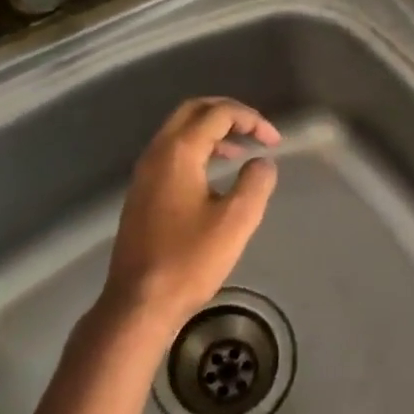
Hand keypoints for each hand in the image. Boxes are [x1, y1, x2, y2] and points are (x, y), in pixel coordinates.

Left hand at [102, 97, 281, 333]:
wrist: (138, 302)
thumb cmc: (189, 260)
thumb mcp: (236, 221)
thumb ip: (256, 183)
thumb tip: (262, 163)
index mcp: (178, 152)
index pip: (218, 113)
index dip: (251, 119)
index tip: (274, 142)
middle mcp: (157, 153)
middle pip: (193, 111)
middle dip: (228, 114)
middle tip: (256, 130)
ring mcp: (144, 173)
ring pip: (180, 131)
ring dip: (213, 132)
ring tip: (242, 152)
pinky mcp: (142, 193)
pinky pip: (172, 153)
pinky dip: (198, 149)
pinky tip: (215, 176)